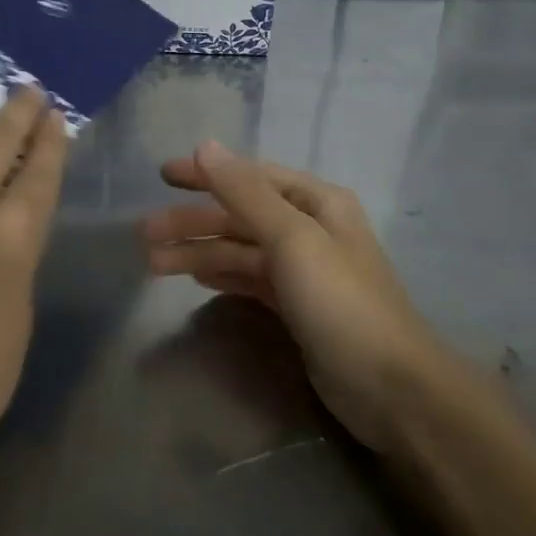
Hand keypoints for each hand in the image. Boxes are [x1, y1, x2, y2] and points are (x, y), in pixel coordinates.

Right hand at [137, 142, 448, 450]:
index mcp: (317, 202)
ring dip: (199, 252)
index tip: (162, 175)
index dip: (207, 174)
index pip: (251, 176)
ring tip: (153, 263)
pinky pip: (251, 280)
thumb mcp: (292, 239)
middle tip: (144, 234)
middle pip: (241, 216)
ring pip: (242, 251)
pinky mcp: (297, 308)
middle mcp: (310, 228)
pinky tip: (195, 277)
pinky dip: (223, 275)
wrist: (391, 389)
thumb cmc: (341, 303)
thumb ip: (246, 193)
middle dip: (194, 222)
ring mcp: (304, 271)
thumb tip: (205, 145)